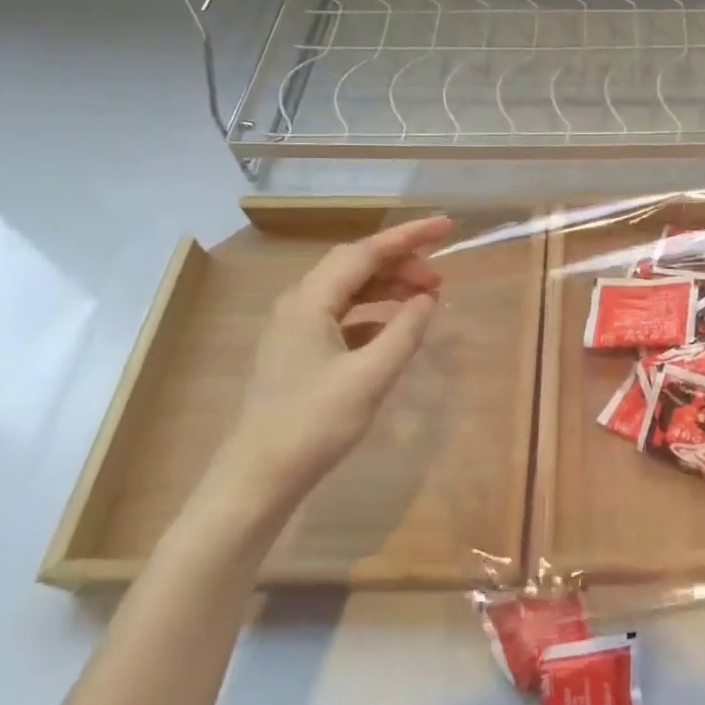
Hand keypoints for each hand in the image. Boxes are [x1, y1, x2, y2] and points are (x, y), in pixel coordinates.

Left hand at [202, 216, 452, 518]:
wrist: (257, 478)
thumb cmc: (314, 424)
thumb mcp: (371, 376)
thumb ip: (405, 331)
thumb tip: (428, 299)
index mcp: (311, 300)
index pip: (367, 251)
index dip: (410, 236)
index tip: (447, 226)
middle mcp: (299, 303)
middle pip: (356, 264)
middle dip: (401, 261)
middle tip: (441, 278)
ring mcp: (294, 327)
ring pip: (348, 289)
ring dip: (388, 286)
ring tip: (426, 298)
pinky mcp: (297, 350)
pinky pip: (342, 313)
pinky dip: (374, 311)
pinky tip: (395, 327)